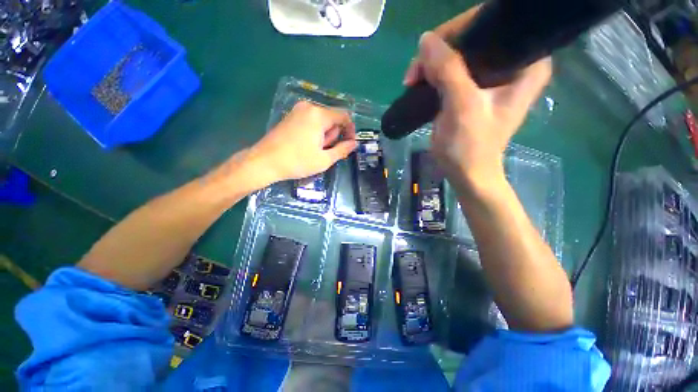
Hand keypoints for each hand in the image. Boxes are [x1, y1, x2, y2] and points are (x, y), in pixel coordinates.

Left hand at [247, 101, 356, 186]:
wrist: (265, 161)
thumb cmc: (297, 162)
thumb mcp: (324, 159)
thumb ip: (342, 150)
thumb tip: (354, 143)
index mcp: (319, 115)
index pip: (344, 116)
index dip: (350, 130)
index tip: (349, 144)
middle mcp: (309, 107)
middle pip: (332, 118)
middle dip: (334, 134)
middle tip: (326, 151)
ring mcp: (298, 110)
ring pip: (322, 120)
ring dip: (324, 135)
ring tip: (315, 150)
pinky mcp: (291, 116)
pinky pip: (311, 120)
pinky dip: (315, 132)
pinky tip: (307, 145)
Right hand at [403, 6, 551, 188]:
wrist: (466, 173)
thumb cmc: (470, 147)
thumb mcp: (462, 108)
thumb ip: (448, 71)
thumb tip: (426, 40)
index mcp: (526, 62)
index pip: (493, 25)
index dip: (458, 31)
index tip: (430, 50)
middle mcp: (514, 63)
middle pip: (473, 37)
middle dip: (440, 50)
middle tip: (416, 71)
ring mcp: (493, 75)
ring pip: (460, 52)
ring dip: (433, 63)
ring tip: (413, 80)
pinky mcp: (475, 88)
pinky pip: (453, 68)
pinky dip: (434, 73)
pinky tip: (421, 82)